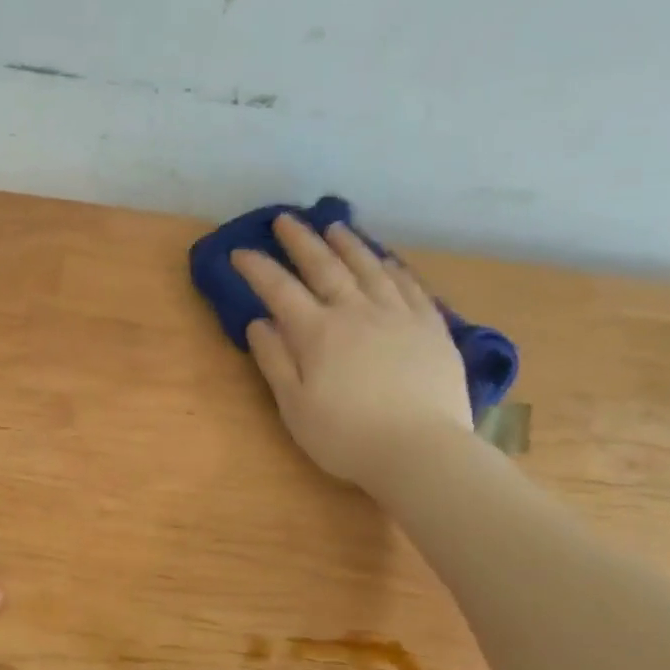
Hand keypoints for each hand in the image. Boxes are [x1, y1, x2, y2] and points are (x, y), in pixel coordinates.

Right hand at [232, 215, 471, 488]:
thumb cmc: (346, 436)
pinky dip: (392, 267)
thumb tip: (259, 323)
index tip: (239, 251)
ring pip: (368, 267)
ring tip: (334, 226)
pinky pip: (409, 285)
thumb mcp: (295, 407)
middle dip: (300, 240)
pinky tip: (385, 259)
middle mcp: (356, 312)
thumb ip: (275, 361)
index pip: (279, 290)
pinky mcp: (431, 326)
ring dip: (347, 244)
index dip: (257, 268)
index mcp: (317, 333)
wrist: (421, 450)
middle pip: (324, 266)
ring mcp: (398, 315)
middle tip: (284, 219)